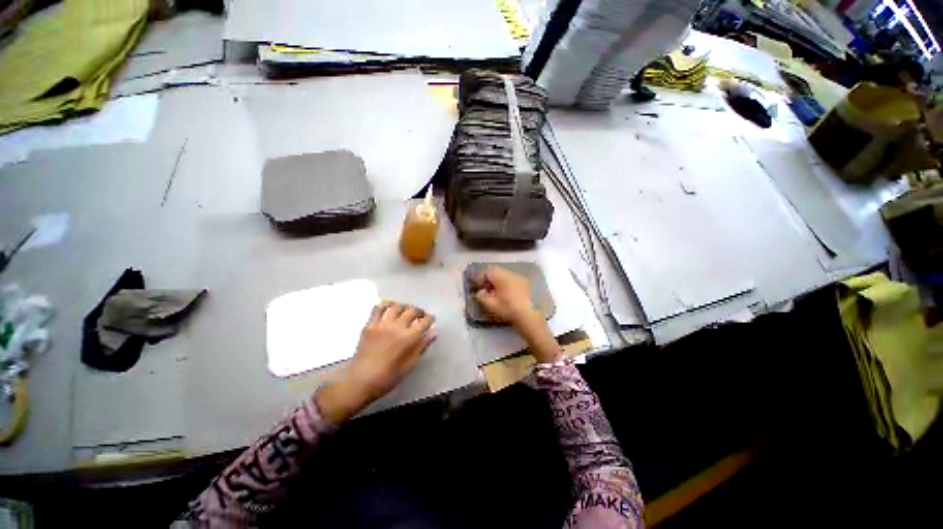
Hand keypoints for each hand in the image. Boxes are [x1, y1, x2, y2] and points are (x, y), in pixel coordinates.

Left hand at [316, 301, 434, 423]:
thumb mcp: (409, 364)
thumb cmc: (388, 377)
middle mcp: (397, 327)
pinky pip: (378, 309)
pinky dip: (386, 305)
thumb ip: (422, 346)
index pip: (424, 322)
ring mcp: (382, 325)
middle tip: (420, 315)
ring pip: (397, 307)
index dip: (430, 319)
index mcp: (409, 338)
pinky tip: (389, 308)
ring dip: (404, 307)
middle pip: (412, 311)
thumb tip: (433, 333)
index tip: (430, 319)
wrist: (361, 381)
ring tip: (406, 311)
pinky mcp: (370, 325)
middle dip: (419, 311)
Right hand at [472, 266, 536, 324]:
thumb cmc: (509, 309)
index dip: (480, 278)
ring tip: (495, 294)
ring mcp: (520, 279)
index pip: (487, 272)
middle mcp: (511, 274)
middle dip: (489, 280)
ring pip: (505, 276)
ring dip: (498, 283)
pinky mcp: (527, 285)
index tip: (477, 287)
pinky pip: (513, 281)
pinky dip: (507, 286)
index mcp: (501, 276)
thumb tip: (480, 292)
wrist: (531, 316)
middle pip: (496, 272)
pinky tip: (506, 296)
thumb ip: (482, 297)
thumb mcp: (492, 305)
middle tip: (485, 290)